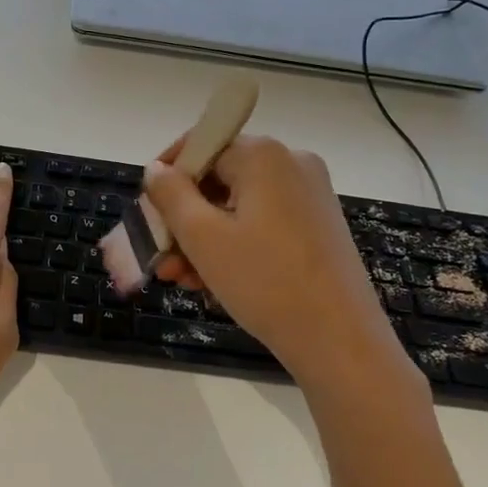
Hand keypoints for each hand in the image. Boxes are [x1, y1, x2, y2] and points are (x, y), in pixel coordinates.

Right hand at [142, 136, 408, 387]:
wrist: (340, 341)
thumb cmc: (265, 282)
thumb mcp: (203, 237)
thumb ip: (171, 196)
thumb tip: (155, 169)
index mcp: (264, 155)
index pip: (201, 145)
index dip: (168, 176)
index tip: (147, 210)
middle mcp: (291, 164)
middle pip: (219, 179)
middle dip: (184, 219)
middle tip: (160, 257)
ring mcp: (309, 196)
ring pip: (238, 207)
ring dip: (204, 239)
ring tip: (182, 280)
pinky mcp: (318, 226)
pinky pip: (262, 224)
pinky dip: (234, 246)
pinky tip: (213, 282)